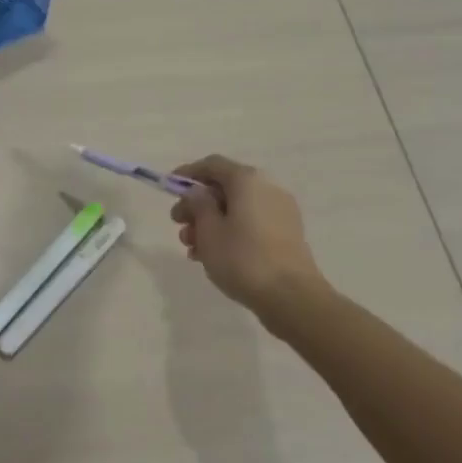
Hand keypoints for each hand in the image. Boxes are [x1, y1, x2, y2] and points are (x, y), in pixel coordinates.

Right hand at [169, 155, 325, 315]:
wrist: (292, 297)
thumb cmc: (243, 258)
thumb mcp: (209, 230)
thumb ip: (198, 205)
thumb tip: (198, 193)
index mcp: (247, 180)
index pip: (212, 165)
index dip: (188, 173)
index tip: (169, 187)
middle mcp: (267, 188)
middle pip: (224, 188)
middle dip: (197, 205)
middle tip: (177, 224)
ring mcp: (280, 211)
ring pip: (236, 209)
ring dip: (210, 223)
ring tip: (192, 249)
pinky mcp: (286, 234)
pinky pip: (250, 223)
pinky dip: (230, 232)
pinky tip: (213, 255)